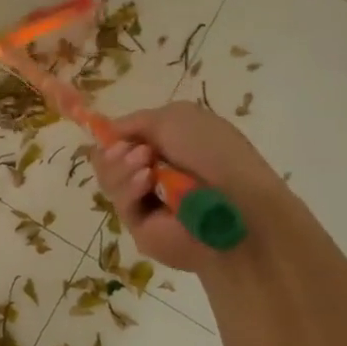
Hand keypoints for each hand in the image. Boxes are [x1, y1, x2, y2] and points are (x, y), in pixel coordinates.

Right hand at [90, 102, 288, 273]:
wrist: (238, 203)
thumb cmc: (214, 153)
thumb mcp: (174, 117)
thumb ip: (135, 121)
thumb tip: (109, 133)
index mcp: (167, 147)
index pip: (124, 141)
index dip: (114, 136)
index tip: (114, 133)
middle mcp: (154, 173)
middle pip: (109, 160)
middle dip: (115, 151)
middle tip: (138, 151)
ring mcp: (146, 201)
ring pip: (108, 179)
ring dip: (121, 167)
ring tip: (145, 165)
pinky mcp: (140, 228)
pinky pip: (119, 203)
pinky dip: (128, 188)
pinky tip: (145, 182)